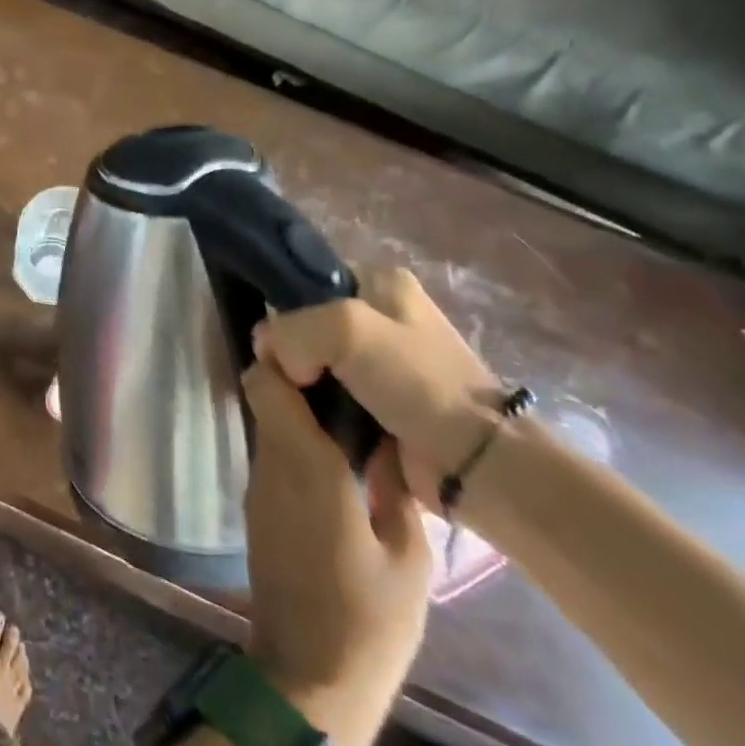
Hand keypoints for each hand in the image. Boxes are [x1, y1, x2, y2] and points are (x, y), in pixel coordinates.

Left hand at [241, 361, 430, 745]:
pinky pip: (275, 458)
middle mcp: (270, 464)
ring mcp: (259, 487)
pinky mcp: (259, 510)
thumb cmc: (366, 620)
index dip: (284, 354)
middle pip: (267, 397)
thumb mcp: (407, 557)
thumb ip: (395, 488)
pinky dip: (298, 445)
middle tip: (351, 375)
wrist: (308, 681)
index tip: (322, 346)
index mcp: (303, 463)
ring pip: (271, 426)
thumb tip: (390, 440)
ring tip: (355, 413)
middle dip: (300, 379)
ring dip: (301, 414)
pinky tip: (339, 458)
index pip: (267, 382)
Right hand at [254, 268, 500, 512]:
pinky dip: (316, 411)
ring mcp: (383, 363)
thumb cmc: (416, 382)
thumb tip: (268, 355)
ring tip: (292, 409)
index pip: (306, 285)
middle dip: (290, 356)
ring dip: (300, 388)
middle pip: (308, 328)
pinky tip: (309, 426)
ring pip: (315, 366)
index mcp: (381, 282)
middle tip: (284, 384)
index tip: (274, 350)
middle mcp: (382, 316)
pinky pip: (330, 399)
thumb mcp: (345, 330)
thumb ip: (290, 330)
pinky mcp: (382, 405)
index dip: (283, 314)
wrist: (477, 463)